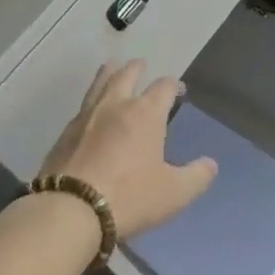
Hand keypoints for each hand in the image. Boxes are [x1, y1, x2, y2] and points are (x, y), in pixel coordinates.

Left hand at [39, 61, 216, 238]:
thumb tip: (210, 164)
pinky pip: (81, 109)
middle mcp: (115, 106)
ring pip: (99, 84)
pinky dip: (90, 102)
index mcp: (145, 114)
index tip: (177, 90)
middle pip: (126, 75)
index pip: (163, 88)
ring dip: (108, 73)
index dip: (173, 86)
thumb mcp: (174, 193)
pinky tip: (89, 110)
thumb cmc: (129, 197)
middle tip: (140, 64)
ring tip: (111, 66)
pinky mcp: (64, 134)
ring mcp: (86, 117)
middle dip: (136, 68)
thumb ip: (196, 177)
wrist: (70, 210)